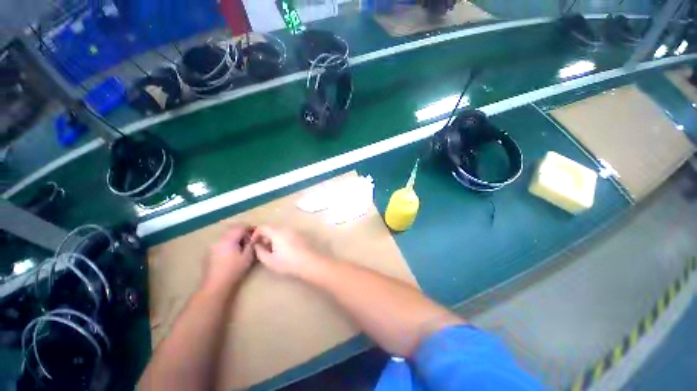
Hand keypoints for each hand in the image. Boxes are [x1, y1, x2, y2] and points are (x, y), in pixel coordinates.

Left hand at [202, 225, 254, 291]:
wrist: (215, 286)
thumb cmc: (234, 271)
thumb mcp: (247, 257)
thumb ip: (251, 244)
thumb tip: (255, 236)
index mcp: (228, 239)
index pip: (241, 227)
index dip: (250, 227)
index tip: (257, 232)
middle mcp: (218, 240)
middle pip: (232, 230)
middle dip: (243, 232)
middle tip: (251, 238)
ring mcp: (212, 246)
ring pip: (226, 236)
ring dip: (235, 237)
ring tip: (243, 245)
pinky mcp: (209, 252)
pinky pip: (221, 242)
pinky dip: (229, 243)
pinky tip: (233, 252)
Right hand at [251, 225, 324, 277]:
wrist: (310, 262)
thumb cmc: (288, 262)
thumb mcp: (269, 260)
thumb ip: (260, 251)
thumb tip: (257, 245)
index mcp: (277, 232)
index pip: (263, 227)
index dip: (255, 234)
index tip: (254, 244)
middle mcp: (286, 229)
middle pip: (271, 228)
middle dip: (264, 236)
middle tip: (262, 248)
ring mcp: (294, 231)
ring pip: (279, 231)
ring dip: (273, 238)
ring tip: (272, 251)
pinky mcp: (300, 235)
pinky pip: (287, 234)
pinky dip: (281, 239)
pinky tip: (283, 250)